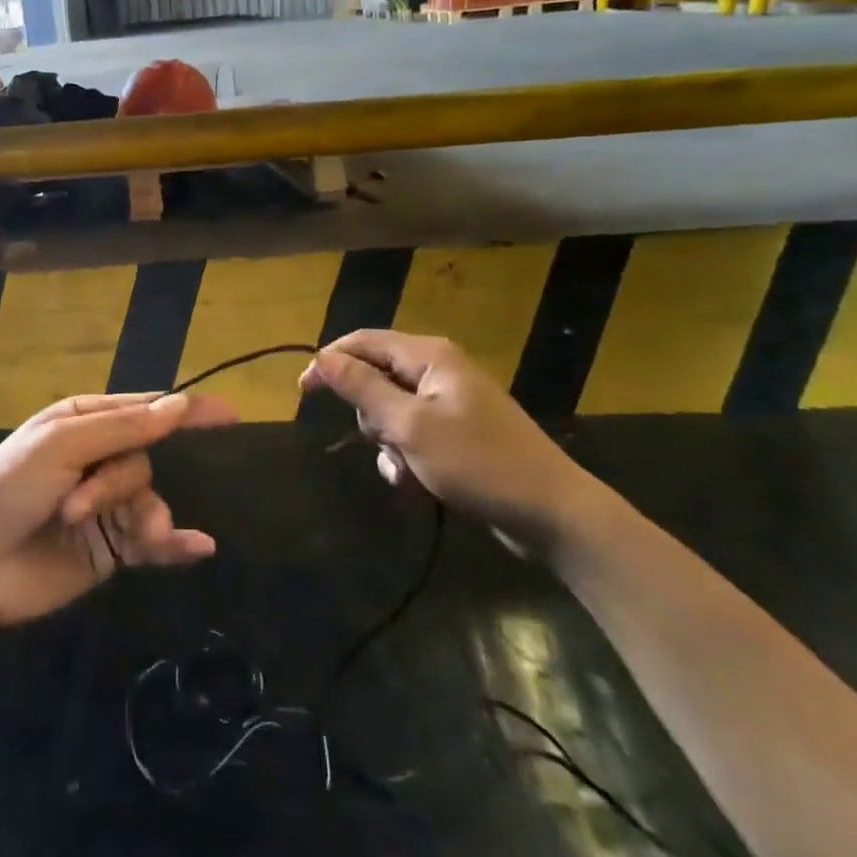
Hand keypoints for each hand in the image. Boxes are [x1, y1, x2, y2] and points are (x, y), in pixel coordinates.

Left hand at [0, 391, 238, 626]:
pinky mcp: (108, 550)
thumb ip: (124, 428)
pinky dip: (174, 543)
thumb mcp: (61, 446)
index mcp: (84, 421)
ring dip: (136, 515)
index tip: (230, 414)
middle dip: (121, 481)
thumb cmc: (7, 488)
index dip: (186, 410)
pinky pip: (151, 541)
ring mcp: (104, 506)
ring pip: (147, 498)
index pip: (146, 409)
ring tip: (112, 534)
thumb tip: (179, 405)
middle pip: (143, 458)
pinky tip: (198, 548)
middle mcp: (97, 458)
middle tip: (83, 506)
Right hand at [300, 331, 600, 553]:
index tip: (303, 391)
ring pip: (392, 411)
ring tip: (404, 471)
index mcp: (430, 356)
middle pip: (376, 377)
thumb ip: (364, 389)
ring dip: (388, 442)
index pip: (364, 342)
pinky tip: (415, 484)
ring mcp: (450, 403)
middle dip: (369, 414)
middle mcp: (439, 370)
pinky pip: (413, 435)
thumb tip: (322, 357)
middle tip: (380, 442)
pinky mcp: (458, 434)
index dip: (330, 361)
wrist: (553, 514)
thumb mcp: (412, 426)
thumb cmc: (479, 463)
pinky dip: (406, 457)